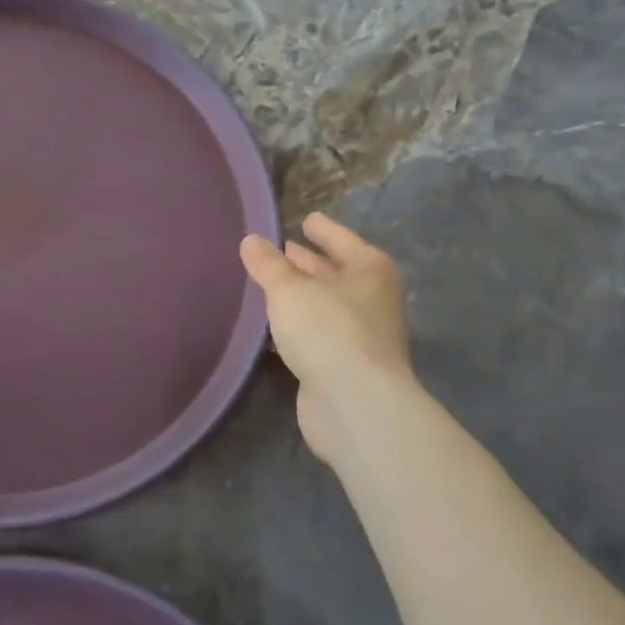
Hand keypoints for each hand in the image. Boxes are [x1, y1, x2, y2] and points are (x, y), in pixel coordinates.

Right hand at [239, 213, 419, 462]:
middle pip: (337, 274)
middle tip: (282, 251)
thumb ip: (268, 265)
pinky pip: (318, 336)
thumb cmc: (328, 331)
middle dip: (310, 264)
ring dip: (303, 298)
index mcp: (370, 271)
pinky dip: (299, 328)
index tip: (306, 219)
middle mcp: (373, 300)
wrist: (354, 405)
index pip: (342, 240)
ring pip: (327, 307)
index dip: (323, 229)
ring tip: (270, 286)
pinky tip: (274, 328)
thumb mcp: (289, 290)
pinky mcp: (347, 368)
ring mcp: (363, 337)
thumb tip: (251, 240)